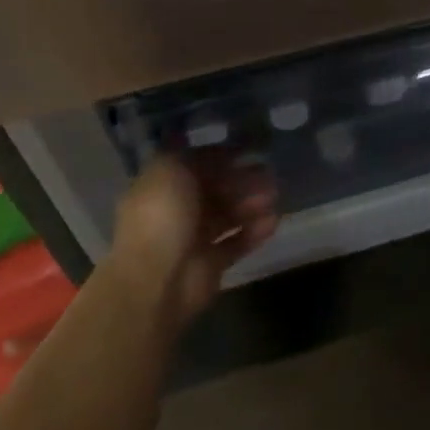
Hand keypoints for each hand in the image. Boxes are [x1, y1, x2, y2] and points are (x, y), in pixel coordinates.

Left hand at [109, 153, 277, 327]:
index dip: (222, 157)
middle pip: (216, 190)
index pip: (196, 165)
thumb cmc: (162, 216)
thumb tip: (214, 151)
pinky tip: (273, 221)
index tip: (249, 150)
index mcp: (162, 185)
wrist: (155, 280)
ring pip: (228, 215)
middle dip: (242, 180)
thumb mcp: (170, 169)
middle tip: (268, 174)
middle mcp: (177, 210)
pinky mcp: (211, 265)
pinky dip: (254, 232)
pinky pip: (237, 243)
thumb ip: (193, 155)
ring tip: (273, 197)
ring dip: (251, 204)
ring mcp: (194, 239)